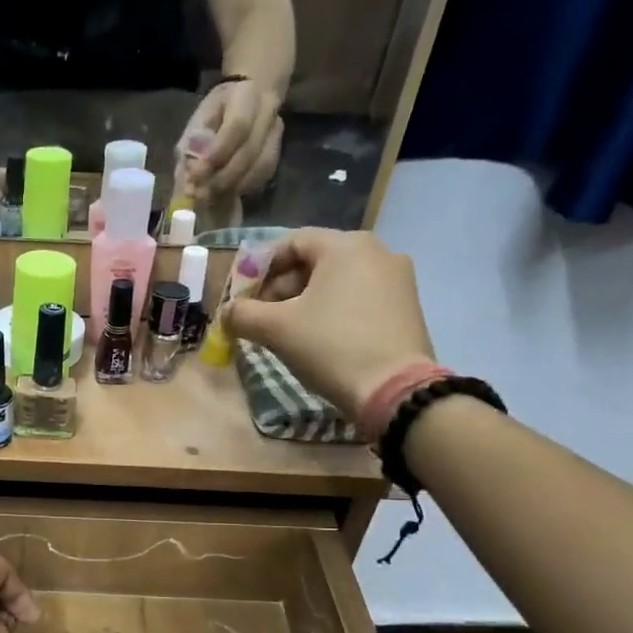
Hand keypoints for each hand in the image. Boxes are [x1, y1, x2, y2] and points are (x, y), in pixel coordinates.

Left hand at [177, 80, 282, 199]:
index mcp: (246, 95)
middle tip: (198, 194)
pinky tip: (224, 193)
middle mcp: (268, 112)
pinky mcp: (278, 151)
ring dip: (232, 187)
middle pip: (250, 151)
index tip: (195, 174)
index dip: (217, 153)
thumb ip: (192, 146)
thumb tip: (188, 178)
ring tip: (208, 197)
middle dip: (222, 178)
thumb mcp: (199, 120)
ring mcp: (276, 132)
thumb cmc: (217, 110)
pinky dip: (242, 187)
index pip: (237, 126)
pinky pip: (264, 174)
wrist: (248, 100)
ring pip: (261, 166)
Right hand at [222, 228, 437, 420]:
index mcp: (346, 246)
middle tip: (261, 318)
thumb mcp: (275, 329)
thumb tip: (226, 312)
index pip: (291, 242)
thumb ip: (242, 314)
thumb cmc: (330, 346)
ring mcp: (397, 279)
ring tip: (286, 332)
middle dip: (281, 287)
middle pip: (315, 261)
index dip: (260, 268)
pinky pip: (358, 297)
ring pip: (336, 281)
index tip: (243, 298)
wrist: (394, 390)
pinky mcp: (407, 306)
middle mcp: (378, 251)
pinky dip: (332, 311)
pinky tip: (319, 339)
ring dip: (304, 301)